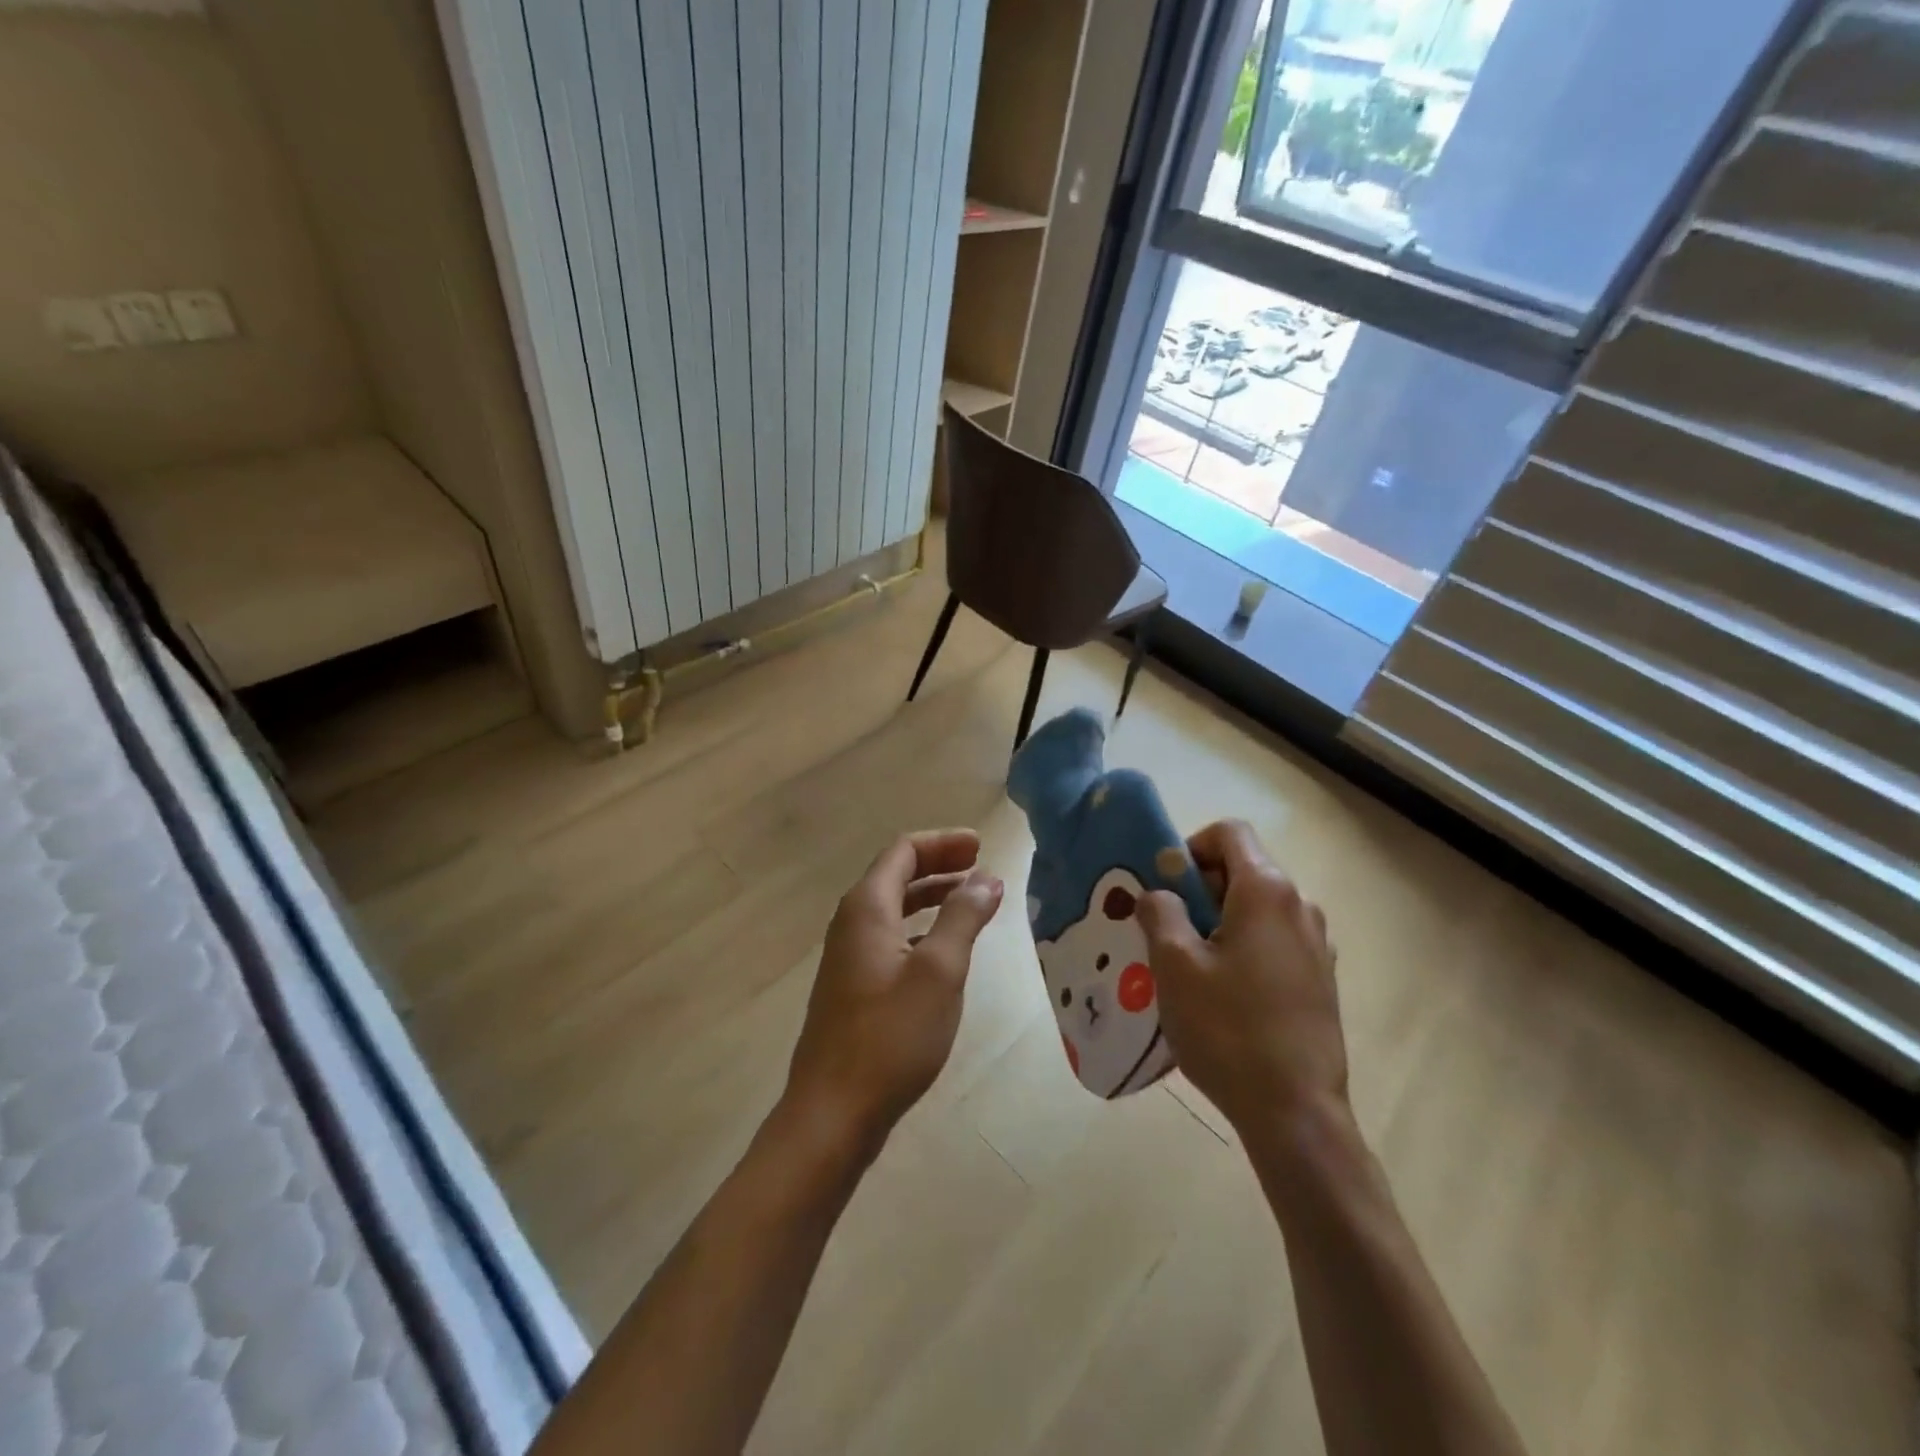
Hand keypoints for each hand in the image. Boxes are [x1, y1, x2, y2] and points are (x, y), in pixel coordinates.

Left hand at [785, 829, 1004, 1153]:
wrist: (833, 1112)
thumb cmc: (891, 1036)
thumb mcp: (940, 971)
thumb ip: (963, 917)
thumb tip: (987, 877)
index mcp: (867, 908)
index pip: (904, 852)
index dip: (943, 843)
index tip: (981, 845)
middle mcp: (852, 923)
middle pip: (896, 875)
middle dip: (939, 865)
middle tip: (982, 866)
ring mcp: (848, 957)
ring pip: (894, 909)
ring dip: (932, 897)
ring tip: (972, 901)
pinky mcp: (853, 987)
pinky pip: (891, 938)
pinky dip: (921, 929)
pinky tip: (944, 950)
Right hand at [1137, 819, 1344, 1135]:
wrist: (1296, 1112)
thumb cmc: (1229, 1029)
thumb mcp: (1175, 965)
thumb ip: (1160, 912)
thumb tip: (1158, 893)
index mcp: (1267, 891)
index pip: (1229, 833)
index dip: (1190, 847)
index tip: (1165, 887)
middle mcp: (1299, 906)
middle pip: (1242, 869)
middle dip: (1198, 889)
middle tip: (1165, 930)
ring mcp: (1316, 944)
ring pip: (1256, 908)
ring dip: (1217, 921)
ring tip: (1188, 966)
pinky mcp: (1320, 979)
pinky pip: (1273, 940)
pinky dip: (1242, 946)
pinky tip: (1222, 993)